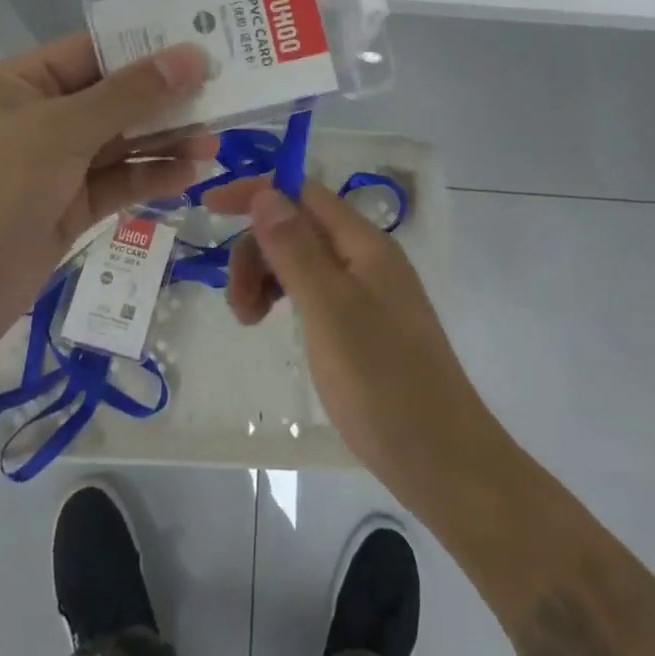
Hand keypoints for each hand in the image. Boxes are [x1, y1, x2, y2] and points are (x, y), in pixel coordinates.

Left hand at [0, 33, 213, 382]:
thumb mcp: (60, 130)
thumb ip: (129, 94)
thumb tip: (190, 55)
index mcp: (23, 82)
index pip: (95, 51)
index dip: (148, 48)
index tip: (205, 47)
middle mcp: (39, 118)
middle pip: (113, 97)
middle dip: (165, 97)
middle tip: (224, 94)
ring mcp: (52, 167)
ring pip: (119, 143)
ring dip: (165, 140)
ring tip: (217, 140)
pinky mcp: (66, 211)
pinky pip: (116, 184)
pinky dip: (150, 177)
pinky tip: (190, 174)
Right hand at [211, 180, 508, 518]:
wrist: (444, 463)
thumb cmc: (383, 383)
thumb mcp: (329, 310)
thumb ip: (294, 249)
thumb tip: (264, 193)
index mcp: (364, 243)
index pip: (302, 192)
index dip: (256, 193)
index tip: (210, 209)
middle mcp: (367, 257)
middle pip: (298, 227)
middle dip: (257, 251)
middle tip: (238, 304)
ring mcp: (368, 292)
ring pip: (302, 260)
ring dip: (266, 277)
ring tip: (248, 321)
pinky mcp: (364, 325)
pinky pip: (314, 291)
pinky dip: (285, 299)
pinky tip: (274, 325)